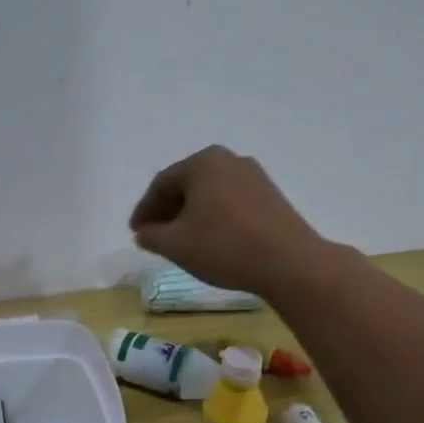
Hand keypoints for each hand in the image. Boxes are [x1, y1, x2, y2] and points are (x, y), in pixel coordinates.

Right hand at [128, 146, 333, 297]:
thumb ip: (151, 236)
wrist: (288, 262)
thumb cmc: (224, 247)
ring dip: (190, 214)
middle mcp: (229, 160)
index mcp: (202, 162)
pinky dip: (213, 217)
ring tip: (180, 240)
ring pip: (209, 193)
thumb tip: (144, 232)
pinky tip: (210, 239)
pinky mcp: (271, 195)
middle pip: (187, 184)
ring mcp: (254, 176)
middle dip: (167, 210)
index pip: (161, 184)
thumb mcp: (175, 245)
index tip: (135, 233)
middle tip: (154, 235)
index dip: (144, 210)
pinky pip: (230, 201)